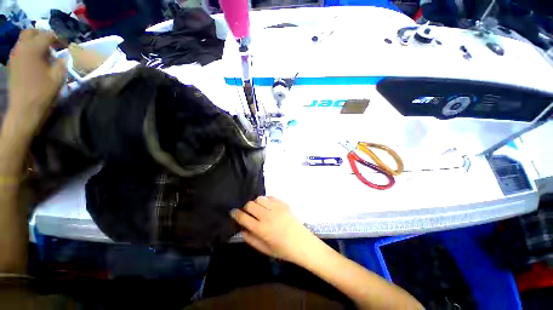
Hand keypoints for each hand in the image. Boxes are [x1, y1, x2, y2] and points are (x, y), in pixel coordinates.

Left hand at [4, 29, 64, 141]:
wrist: (24, 110)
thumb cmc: (43, 93)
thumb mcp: (58, 77)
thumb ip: (61, 62)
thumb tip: (64, 55)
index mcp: (33, 49)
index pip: (48, 35)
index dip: (59, 39)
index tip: (66, 47)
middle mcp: (21, 47)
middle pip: (32, 32)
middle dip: (43, 36)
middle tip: (53, 45)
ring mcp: (14, 56)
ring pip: (25, 40)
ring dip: (35, 43)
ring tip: (45, 54)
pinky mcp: (12, 64)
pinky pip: (21, 50)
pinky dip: (29, 51)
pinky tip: (36, 61)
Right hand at [231, 196, 319, 264]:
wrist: (302, 243)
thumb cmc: (282, 250)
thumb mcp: (263, 249)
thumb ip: (250, 238)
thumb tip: (242, 227)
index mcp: (261, 229)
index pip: (243, 217)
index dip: (235, 213)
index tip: (233, 212)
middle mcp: (267, 215)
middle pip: (250, 204)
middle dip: (245, 208)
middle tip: (248, 213)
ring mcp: (276, 207)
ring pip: (259, 198)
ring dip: (256, 203)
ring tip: (259, 210)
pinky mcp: (283, 203)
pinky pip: (270, 197)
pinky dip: (266, 201)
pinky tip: (268, 207)